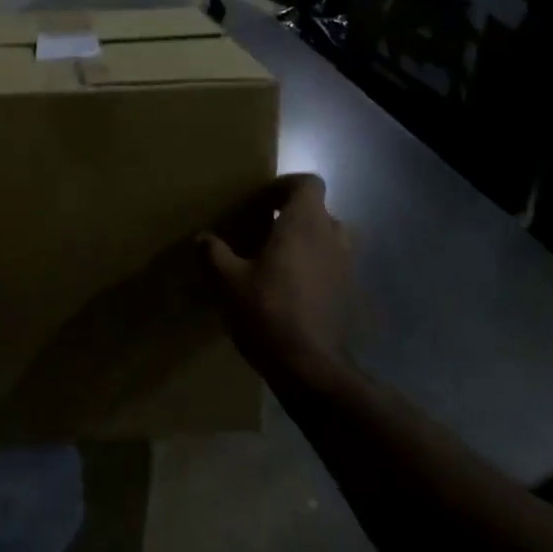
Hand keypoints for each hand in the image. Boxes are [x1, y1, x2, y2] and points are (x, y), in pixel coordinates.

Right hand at [202, 174, 351, 378]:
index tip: (262, 203)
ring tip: (277, 260)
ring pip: (328, 240)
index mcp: (305, 223)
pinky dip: (315, 269)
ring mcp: (345, 267)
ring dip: (307, 243)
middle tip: (264, 231)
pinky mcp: (349, 295)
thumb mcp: (227, 280)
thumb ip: (213, 253)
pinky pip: (332, 268)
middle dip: (294, 216)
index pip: (309, 183)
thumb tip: (203, 238)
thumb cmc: (267, 311)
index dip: (286, 186)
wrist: (310, 368)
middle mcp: (331, 237)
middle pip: (319, 211)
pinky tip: (288, 291)